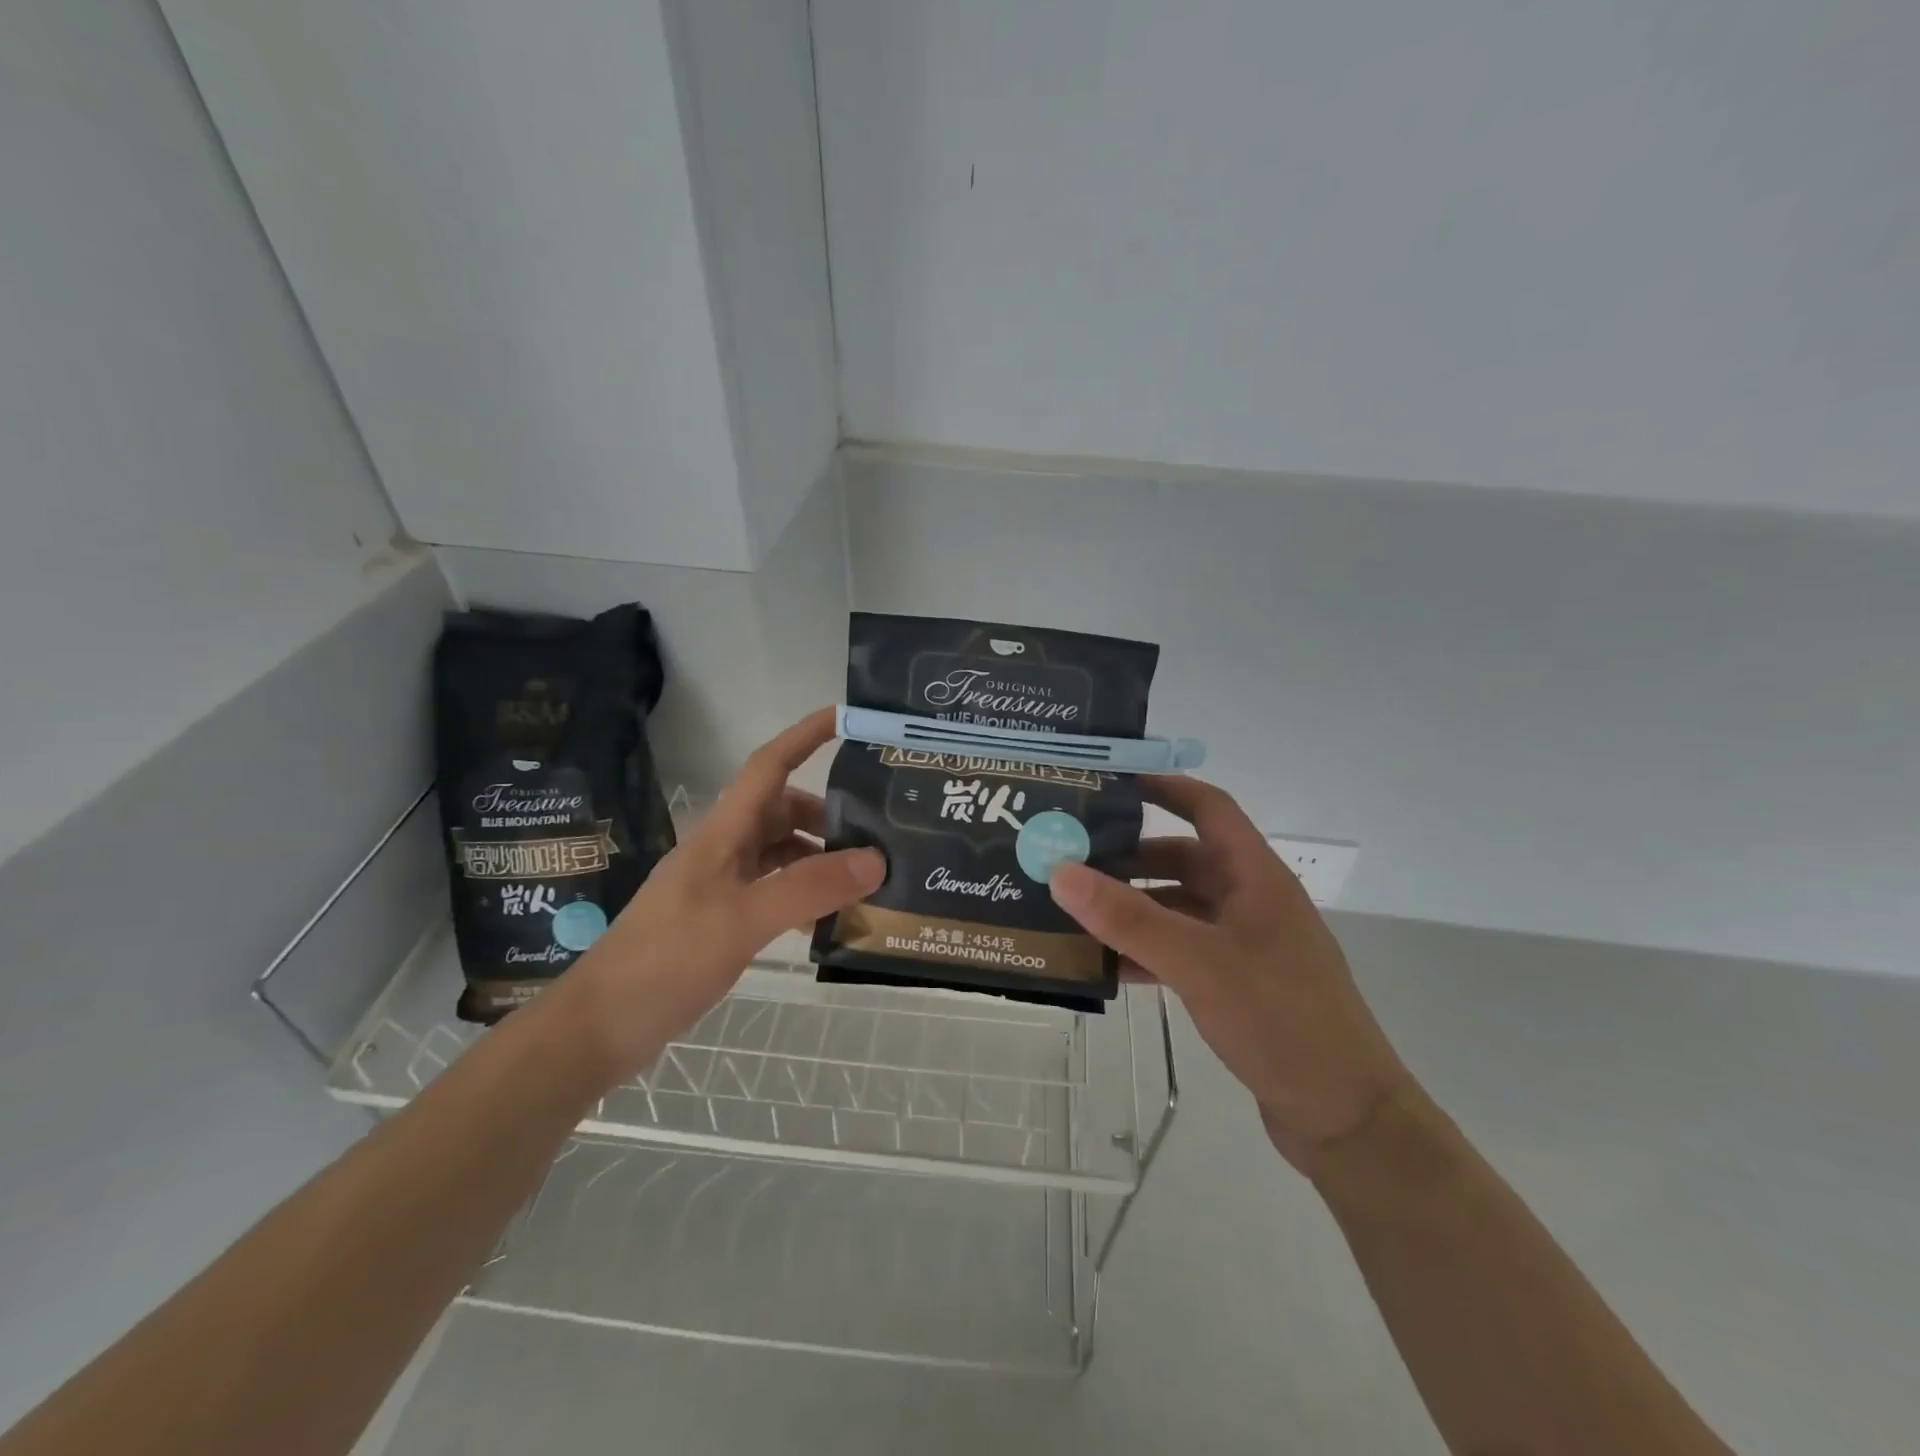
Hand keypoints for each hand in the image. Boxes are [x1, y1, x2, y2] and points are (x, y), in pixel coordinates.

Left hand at [560, 708, 883, 1082]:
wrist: (600, 1027)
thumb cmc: (665, 960)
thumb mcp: (743, 920)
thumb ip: (809, 888)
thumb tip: (876, 860)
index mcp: (722, 833)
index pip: (768, 767)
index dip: (805, 736)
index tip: (847, 718)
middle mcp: (723, 850)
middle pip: (782, 811)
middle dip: (828, 814)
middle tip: (878, 832)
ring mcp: (720, 886)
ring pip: (780, 853)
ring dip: (819, 858)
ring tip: (864, 879)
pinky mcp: (721, 919)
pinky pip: (773, 890)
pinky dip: (803, 895)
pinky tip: (827, 919)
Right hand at [1048, 776, 1413, 1173]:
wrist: (1344, 1117)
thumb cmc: (1279, 1019)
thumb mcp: (1197, 961)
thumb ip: (1128, 917)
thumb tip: (1061, 870)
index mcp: (1256, 877)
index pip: (1209, 809)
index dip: (1165, 789)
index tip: (1111, 785)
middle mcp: (1252, 901)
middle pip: (1185, 859)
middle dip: (1131, 858)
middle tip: (1072, 860)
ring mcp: (1247, 945)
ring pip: (1180, 908)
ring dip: (1134, 908)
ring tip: (1077, 913)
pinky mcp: (1239, 984)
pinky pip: (1183, 950)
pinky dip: (1147, 951)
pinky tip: (1108, 967)